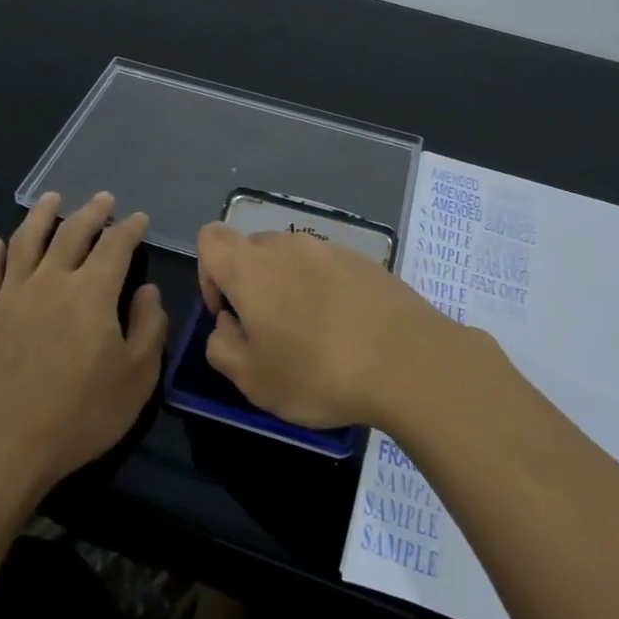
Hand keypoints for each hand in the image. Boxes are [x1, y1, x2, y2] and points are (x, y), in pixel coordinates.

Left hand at [0, 192, 166, 499]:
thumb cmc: (80, 415)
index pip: (116, 246)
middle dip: (92, 212)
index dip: (130, 228)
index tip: (139, 218)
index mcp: (93, 292)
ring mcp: (11, 294)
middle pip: (72, 232)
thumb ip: (150, 327)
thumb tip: (147, 290)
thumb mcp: (137, 377)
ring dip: (41, 215)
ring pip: (26, 240)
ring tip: (51, 198)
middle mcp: (52, 280)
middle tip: (104, 199)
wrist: (3, 446)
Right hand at [194, 221, 468, 430]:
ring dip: (288, 287)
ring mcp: (331, 249)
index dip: (208, 273)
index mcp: (252, 267)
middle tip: (269, 333)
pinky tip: (346, 330)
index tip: (229, 313)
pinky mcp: (365, 261)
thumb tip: (228, 325)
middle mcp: (288, 246)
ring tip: (312, 334)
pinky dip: (324, 290)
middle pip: (252, 248)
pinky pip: (327, 268)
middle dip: (250, 284)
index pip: (210, 238)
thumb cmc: (319, 372)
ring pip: (291, 258)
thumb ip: (221, 347)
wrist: (411, 362)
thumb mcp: (253, 380)